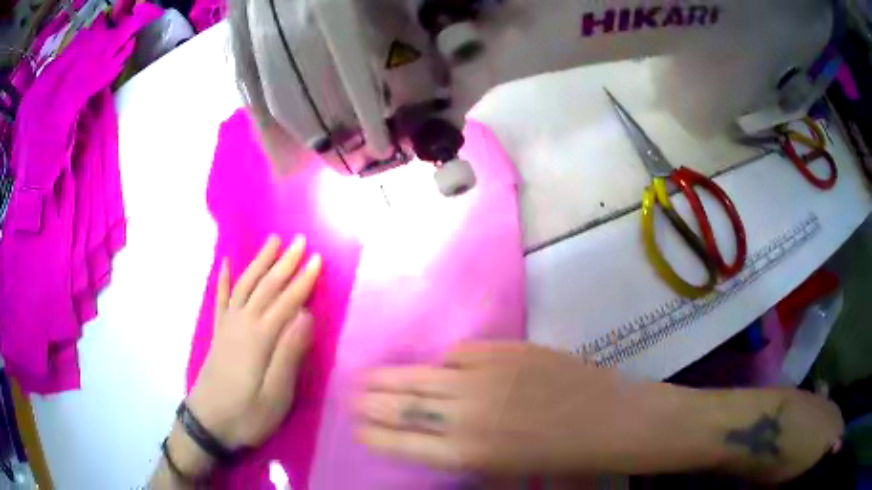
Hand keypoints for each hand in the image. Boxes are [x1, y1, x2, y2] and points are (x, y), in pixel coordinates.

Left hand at [187, 235, 321, 449]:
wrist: (207, 423)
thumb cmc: (247, 414)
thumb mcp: (276, 395)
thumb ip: (289, 354)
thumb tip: (306, 315)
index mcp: (260, 338)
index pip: (286, 302)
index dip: (303, 280)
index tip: (318, 258)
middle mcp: (242, 323)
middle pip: (266, 286)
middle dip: (284, 262)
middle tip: (300, 239)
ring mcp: (227, 326)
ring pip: (245, 285)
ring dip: (259, 262)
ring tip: (272, 241)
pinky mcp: (218, 333)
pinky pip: (221, 299)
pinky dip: (224, 280)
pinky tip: (226, 263)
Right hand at [354, 342, 673, 473]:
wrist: (608, 420)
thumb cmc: (559, 458)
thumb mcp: (503, 469)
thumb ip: (460, 451)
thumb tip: (427, 430)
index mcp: (466, 453)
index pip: (400, 440)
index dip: (373, 433)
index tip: (356, 427)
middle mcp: (466, 415)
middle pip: (401, 405)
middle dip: (369, 402)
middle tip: (350, 396)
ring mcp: (485, 377)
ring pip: (421, 374)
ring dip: (389, 378)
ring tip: (367, 377)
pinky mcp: (506, 351)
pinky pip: (458, 354)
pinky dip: (445, 363)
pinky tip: (441, 369)